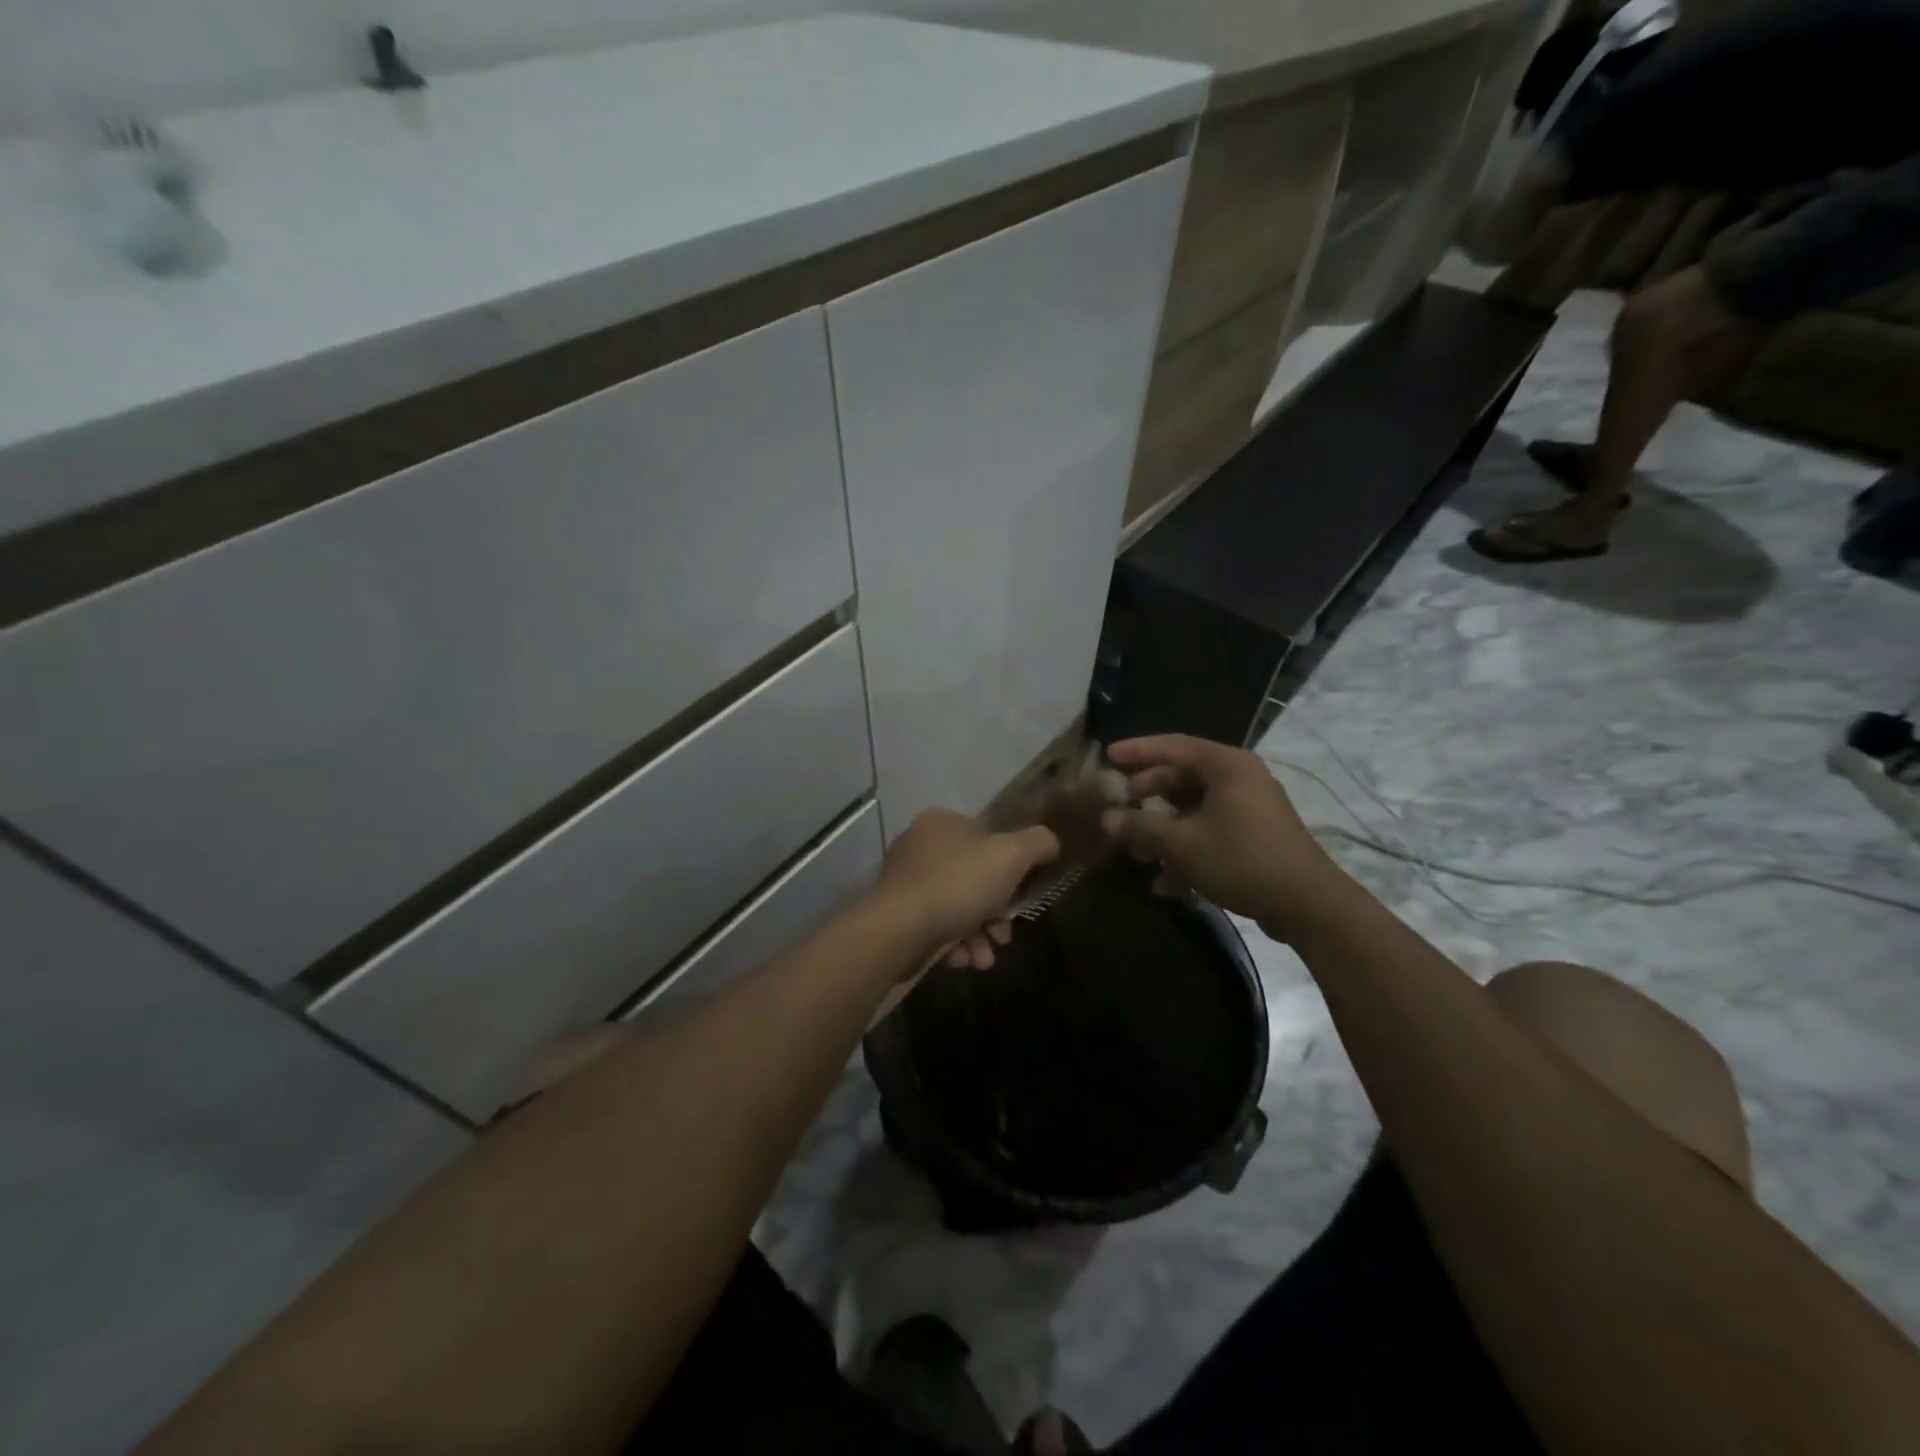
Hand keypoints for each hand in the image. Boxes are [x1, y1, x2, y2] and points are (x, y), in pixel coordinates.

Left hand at [874, 809, 1058, 968]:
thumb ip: (1037, 843)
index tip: (1021, 896)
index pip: (987, 838)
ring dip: (978, 935)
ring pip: (957, 906)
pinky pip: (936, 925)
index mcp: (942, 822)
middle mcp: (919, 846)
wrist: (898, 929)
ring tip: (984, 958)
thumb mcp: (1011, 856)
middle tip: (1004, 933)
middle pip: (974, 877)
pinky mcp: (897, 915)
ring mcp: (905, 881)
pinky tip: (963, 960)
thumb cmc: (958, 884)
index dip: (1010, 868)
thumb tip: (1049, 842)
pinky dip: (954, 943)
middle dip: (995, 912)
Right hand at [1099, 735, 1349, 941]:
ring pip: (1195, 807)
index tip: (1108, 755)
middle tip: (1121, 801)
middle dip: (1149, 792)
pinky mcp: (1255, 836)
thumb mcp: (1182, 844)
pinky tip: (1166, 881)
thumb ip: (1142, 827)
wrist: (1308, 905)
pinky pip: (1211, 830)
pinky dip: (1187, 847)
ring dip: (1165, 827)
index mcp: (1226, 766)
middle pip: (1183, 776)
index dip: (1138, 750)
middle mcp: (1240, 778)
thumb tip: (1107, 817)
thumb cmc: (1242, 861)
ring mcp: (1250, 808)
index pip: (1173, 746)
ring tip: (1137, 848)